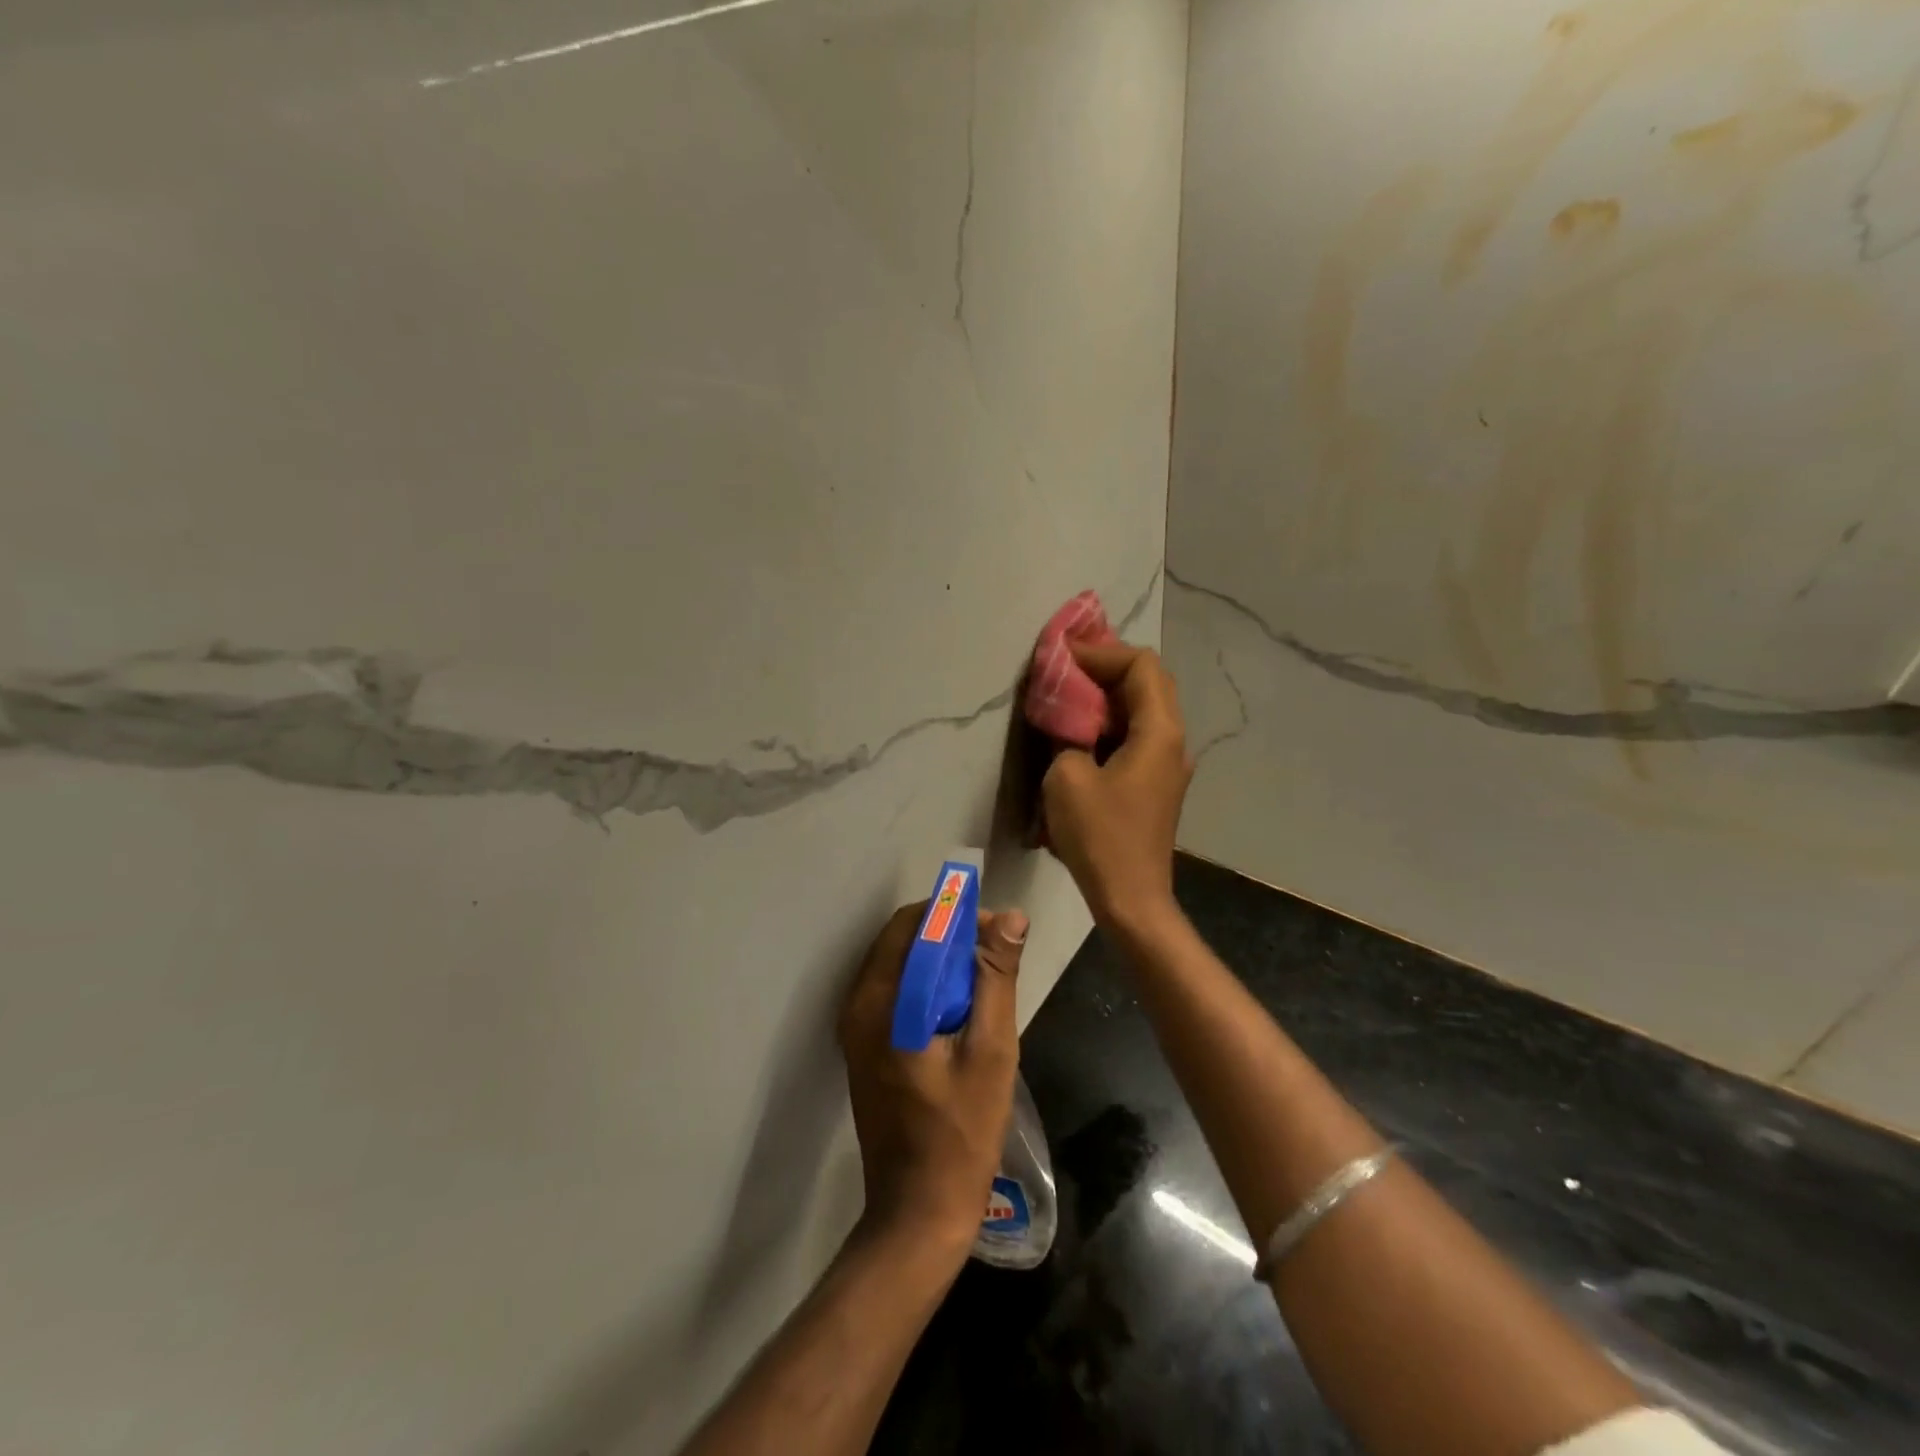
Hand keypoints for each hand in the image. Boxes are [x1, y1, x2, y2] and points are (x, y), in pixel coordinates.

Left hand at [838, 902, 1029, 1256]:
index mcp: (880, 1002)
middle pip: (902, 941)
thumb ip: (995, 978)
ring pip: (898, 964)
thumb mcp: (991, 1051)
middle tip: (996, 955)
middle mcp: (857, 1006)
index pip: (913, 926)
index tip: (998, 929)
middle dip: (949, 935)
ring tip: (984, 981)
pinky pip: (894, 992)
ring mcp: (855, 1028)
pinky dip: (926, 984)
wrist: (917, 1213)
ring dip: (939, 960)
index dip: (957, 916)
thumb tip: (1010, 917)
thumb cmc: (960, 1133)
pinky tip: (959, 1009)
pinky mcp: (863, 1046)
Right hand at [1042, 642, 1192, 929]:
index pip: (1140, 665)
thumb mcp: (1067, 777)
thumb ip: (1067, 735)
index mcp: (1159, 731)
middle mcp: (1173, 740)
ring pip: (1144, 708)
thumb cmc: (1101, 836)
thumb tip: (1069, 724)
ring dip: (1108, 695)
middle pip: (1148, 681)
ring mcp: (1168, 764)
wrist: (1132, 898)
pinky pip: (1138, 735)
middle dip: (1106, 668)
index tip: (1062, 656)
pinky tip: (1081, 732)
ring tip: (1069, 694)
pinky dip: (1111, 722)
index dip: (1101, 653)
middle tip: (1066, 668)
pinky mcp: (1156, 784)